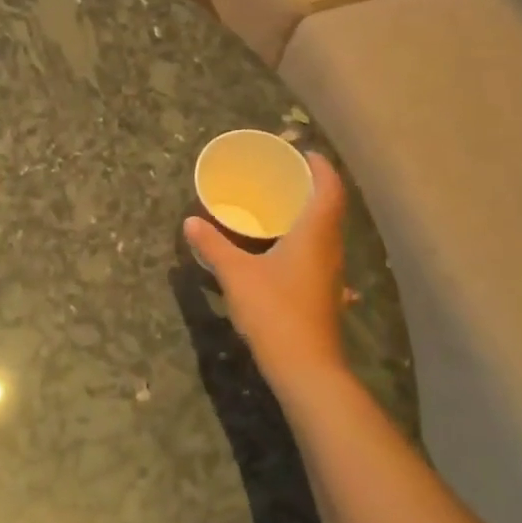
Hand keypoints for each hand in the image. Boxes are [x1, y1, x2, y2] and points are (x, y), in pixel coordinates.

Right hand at [183, 152, 350, 394]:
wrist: (307, 370)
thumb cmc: (275, 312)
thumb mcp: (236, 275)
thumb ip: (213, 246)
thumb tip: (190, 222)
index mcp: (315, 233)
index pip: (329, 187)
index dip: (320, 166)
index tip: (302, 152)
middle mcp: (330, 247)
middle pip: (331, 206)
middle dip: (313, 186)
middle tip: (285, 175)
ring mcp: (331, 273)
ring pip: (328, 232)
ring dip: (311, 214)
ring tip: (282, 206)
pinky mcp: (326, 293)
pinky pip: (321, 253)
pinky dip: (308, 241)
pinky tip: (288, 251)